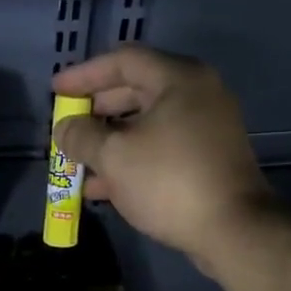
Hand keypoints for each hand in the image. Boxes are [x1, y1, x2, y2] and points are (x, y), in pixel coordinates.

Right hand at [51, 47, 271, 264]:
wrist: (234, 230)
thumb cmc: (169, 180)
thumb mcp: (114, 155)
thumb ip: (81, 136)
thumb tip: (64, 128)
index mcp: (179, 78)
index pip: (123, 60)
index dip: (84, 74)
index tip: (56, 91)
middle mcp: (197, 94)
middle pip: (136, 89)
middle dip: (96, 110)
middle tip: (67, 125)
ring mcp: (207, 127)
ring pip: (147, 123)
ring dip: (110, 140)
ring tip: (77, 159)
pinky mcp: (209, 158)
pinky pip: (162, 147)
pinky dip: (132, 159)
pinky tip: (101, 186)